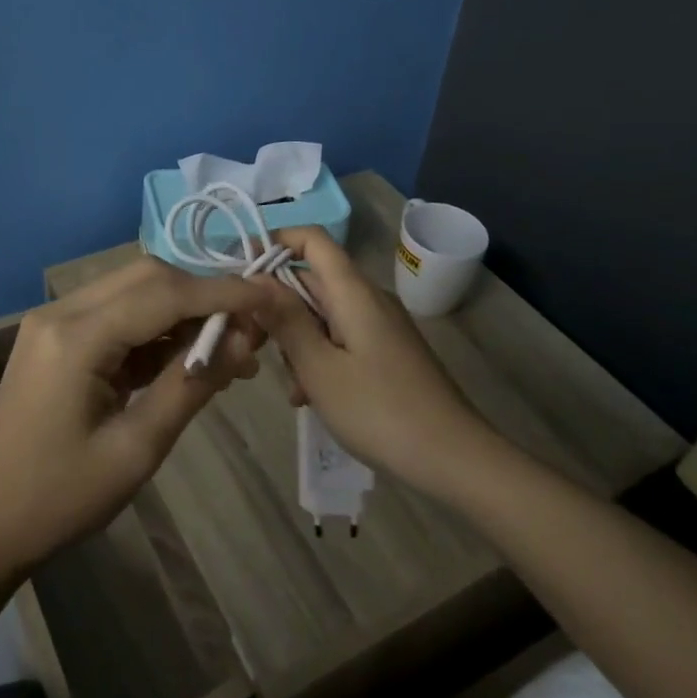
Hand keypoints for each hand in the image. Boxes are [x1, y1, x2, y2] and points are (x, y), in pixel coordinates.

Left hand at [0, 258, 265, 571]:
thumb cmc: (61, 498)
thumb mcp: (137, 449)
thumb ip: (191, 385)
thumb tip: (245, 339)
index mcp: (75, 338)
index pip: (163, 294)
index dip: (222, 292)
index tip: (270, 297)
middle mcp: (61, 312)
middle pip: (147, 276)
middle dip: (203, 294)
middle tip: (248, 328)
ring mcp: (54, 320)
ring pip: (133, 289)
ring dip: (182, 309)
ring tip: (229, 348)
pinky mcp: (55, 334)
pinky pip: (116, 313)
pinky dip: (155, 328)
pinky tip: (186, 357)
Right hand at [256, 227, 488, 495]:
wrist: (455, 458)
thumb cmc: (380, 411)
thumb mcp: (320, 369)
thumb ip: (285, 320)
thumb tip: (255, 279)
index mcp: (353, 291)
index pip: (312, 239)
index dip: (275, 241)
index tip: (242, 272)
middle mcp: (368, 298)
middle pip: (313, 279)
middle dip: (278, 305)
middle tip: (252, 343)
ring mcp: (380, 325)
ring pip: (323, 313)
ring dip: (297, 339)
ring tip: (290, 385)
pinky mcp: (387, 351)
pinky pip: (341, 337)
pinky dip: (320, 356)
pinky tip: (310, 396)